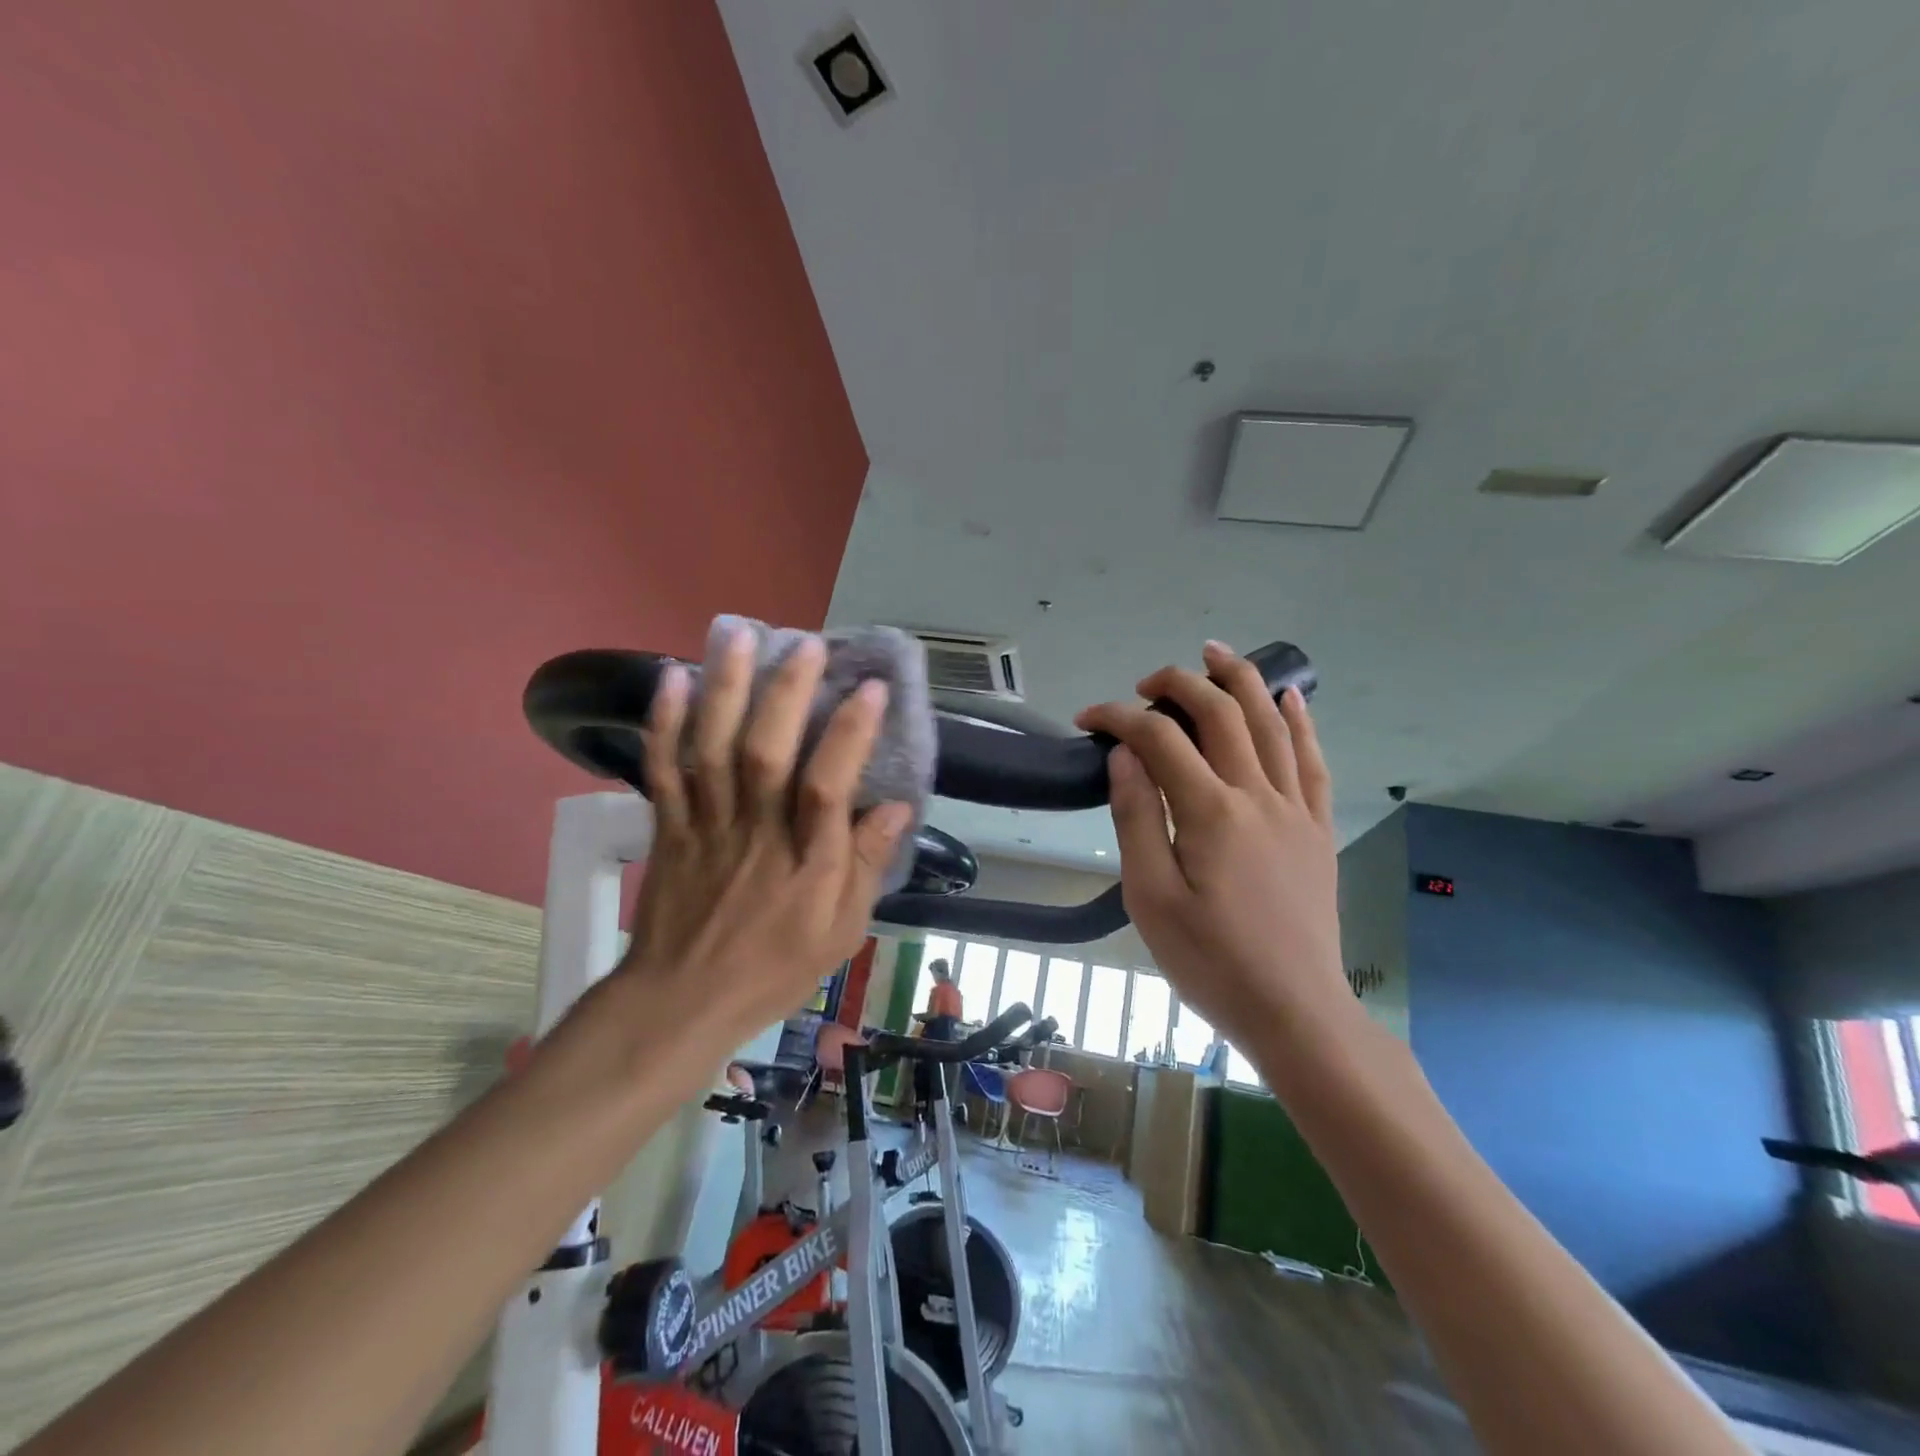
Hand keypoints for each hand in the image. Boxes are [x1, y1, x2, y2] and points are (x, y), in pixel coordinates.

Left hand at [614, 623, 911, 1042]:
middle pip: (766, 753)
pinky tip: (672, 679)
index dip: (850, 735)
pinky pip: (661, 770)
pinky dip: (663, 724)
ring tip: (739, 636)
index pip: (828, 787)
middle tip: (808, 644)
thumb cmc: (773, 968)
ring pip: (712, 749)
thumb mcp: (841, 933)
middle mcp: (755, 832)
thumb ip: (865, 866)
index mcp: (804, 861)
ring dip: (725, 690)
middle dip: (787, 694)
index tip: (872, 689)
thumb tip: (895, 807)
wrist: (681, 1001)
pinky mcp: (670, 826)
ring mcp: (706, 824)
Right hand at [1075, 641, 1347, 1045]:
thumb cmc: (1210, 961)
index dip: (1119, 717)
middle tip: (1147, 681)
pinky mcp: (1317, 829)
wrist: (1295, 1010)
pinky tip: (1289, 698)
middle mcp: (1258, 795)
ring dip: (1242, 680)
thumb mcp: (1150, 897)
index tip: (1088, 720)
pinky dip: (1300, 722)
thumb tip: (1125, 755)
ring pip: (1271, 724)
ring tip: (1215, 653)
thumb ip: (1137, 817)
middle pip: (1221, 714)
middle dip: (1180, 683)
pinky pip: (1313, 761)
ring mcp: (1295, 809)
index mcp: (1210, 812)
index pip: (1160, 739)